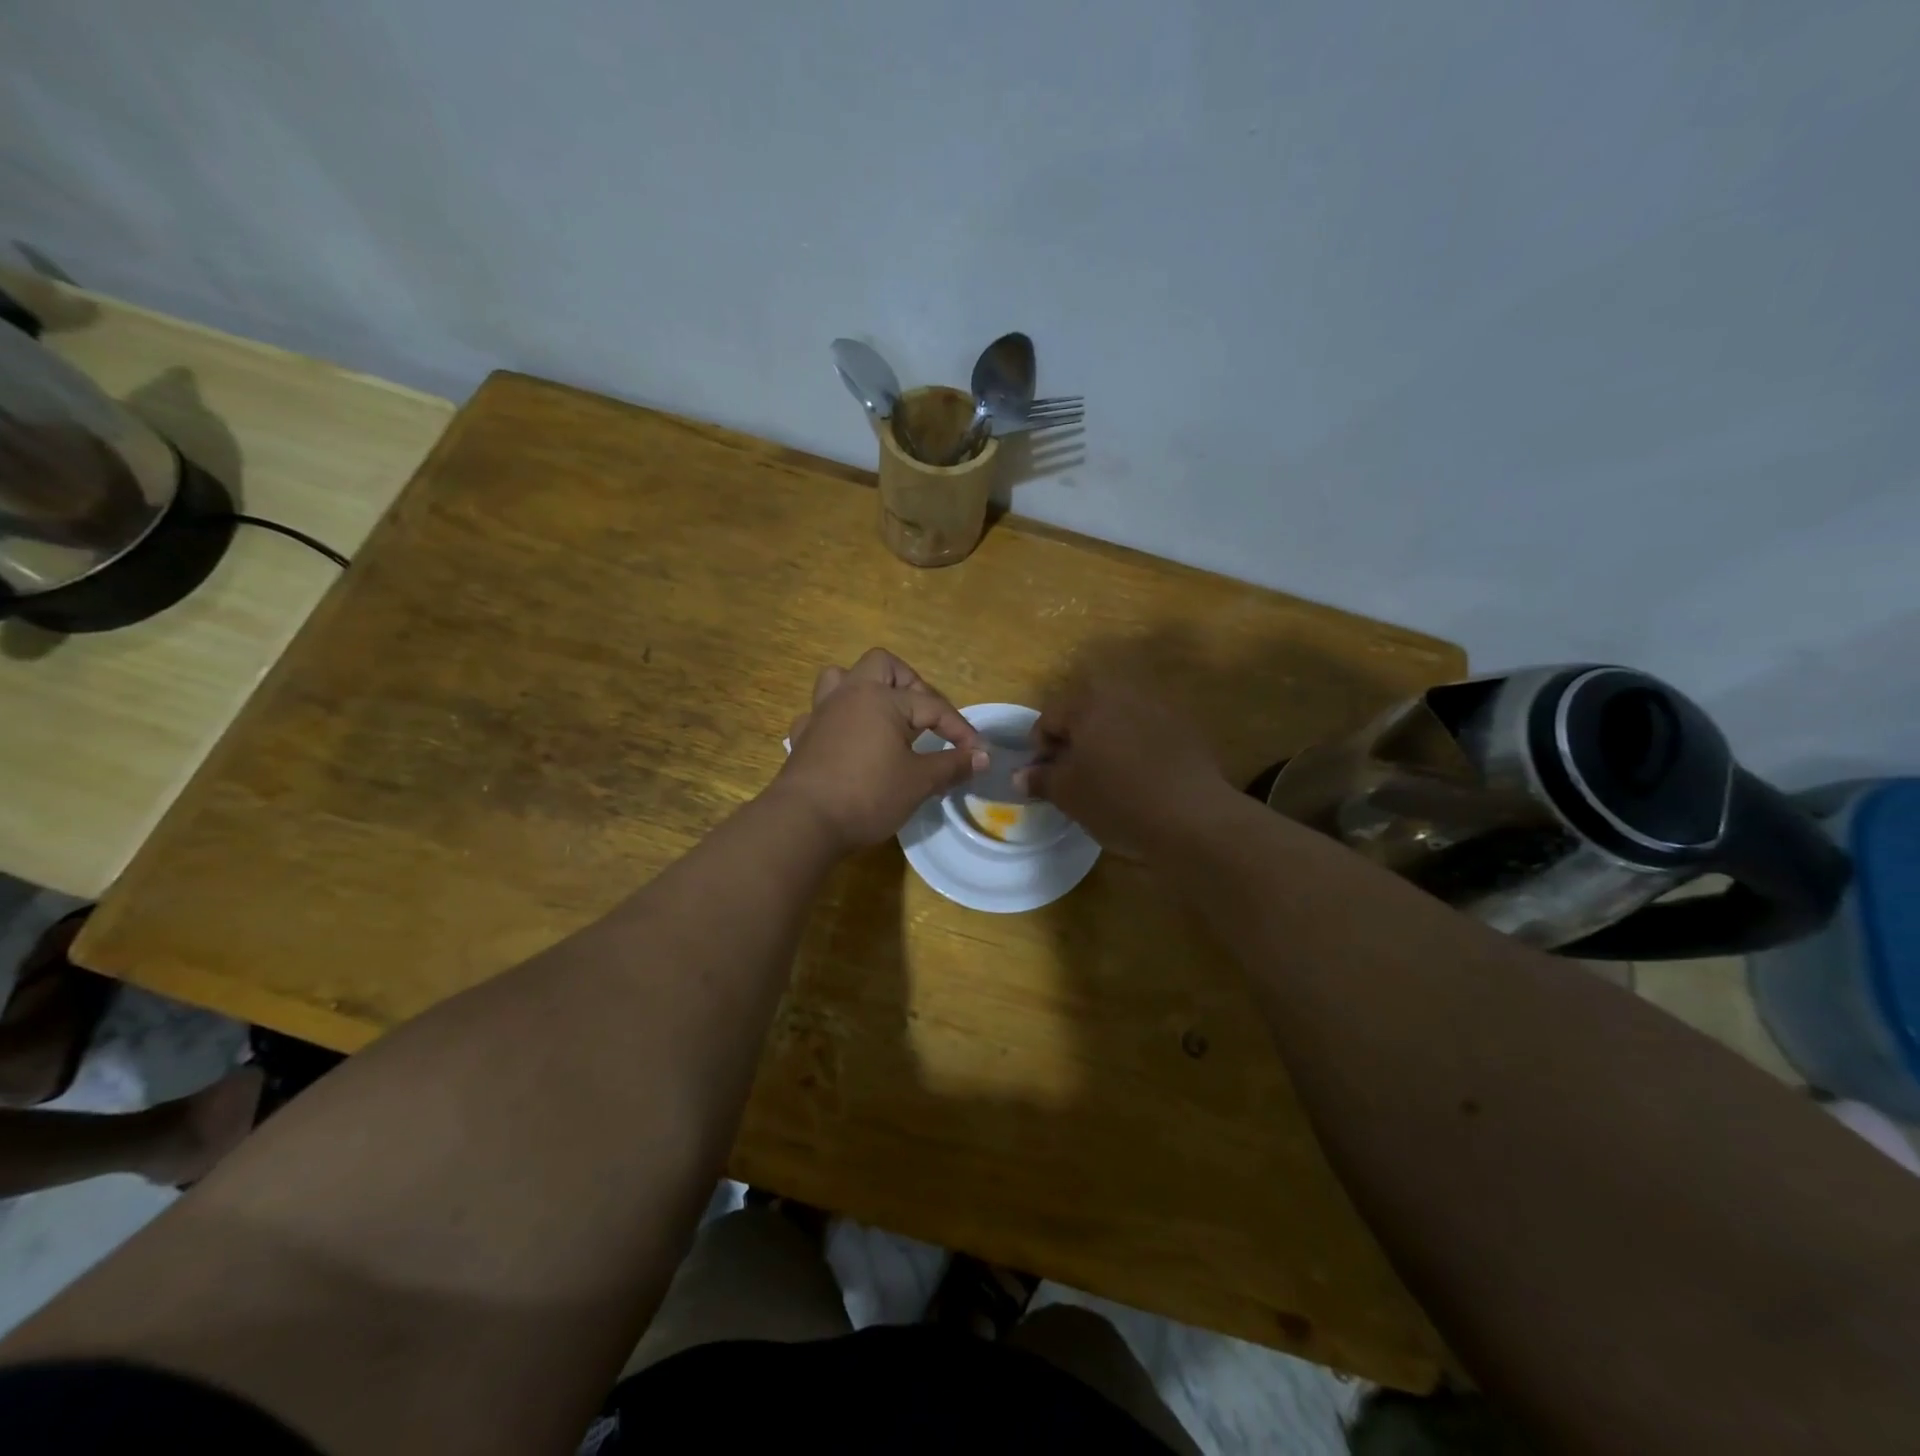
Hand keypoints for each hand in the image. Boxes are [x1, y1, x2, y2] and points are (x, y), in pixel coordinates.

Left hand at [774, 649, 986, 850]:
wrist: (804, 821)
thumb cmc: (868, 795)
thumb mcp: (919, 782)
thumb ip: (953, 765)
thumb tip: (982, 756)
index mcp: (882, 699)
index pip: (933, 706)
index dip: (960, 729)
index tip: (978, 753)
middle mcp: (851, 694)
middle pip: (882, 665)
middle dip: (910, 684)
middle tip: (925, 716)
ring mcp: (821, 713)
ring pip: (841, 678)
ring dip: (864, 689)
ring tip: (883, 715)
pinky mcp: (803, 736)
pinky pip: (820, 713)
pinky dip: (836, 720)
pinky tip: (847, 739)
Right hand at [1017, 673, 1229, 855]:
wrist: (1194, 818)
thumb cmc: (1118, 801)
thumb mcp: (1068, 795)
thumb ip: (1040, 779)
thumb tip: (1020, 775)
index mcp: (1088, 703)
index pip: (1048, 718)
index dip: (1039, 750)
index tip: (1045, 779)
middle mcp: (1123, 694)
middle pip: (1084, 714)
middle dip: (1074, 742)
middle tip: (1073, 778)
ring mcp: (1159, 708)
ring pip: (1117, 722)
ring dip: (1105, 743)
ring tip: (1106, 779)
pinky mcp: (1186, 728)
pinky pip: (1146, 734)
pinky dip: (1135, 750)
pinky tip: (1139, 780)